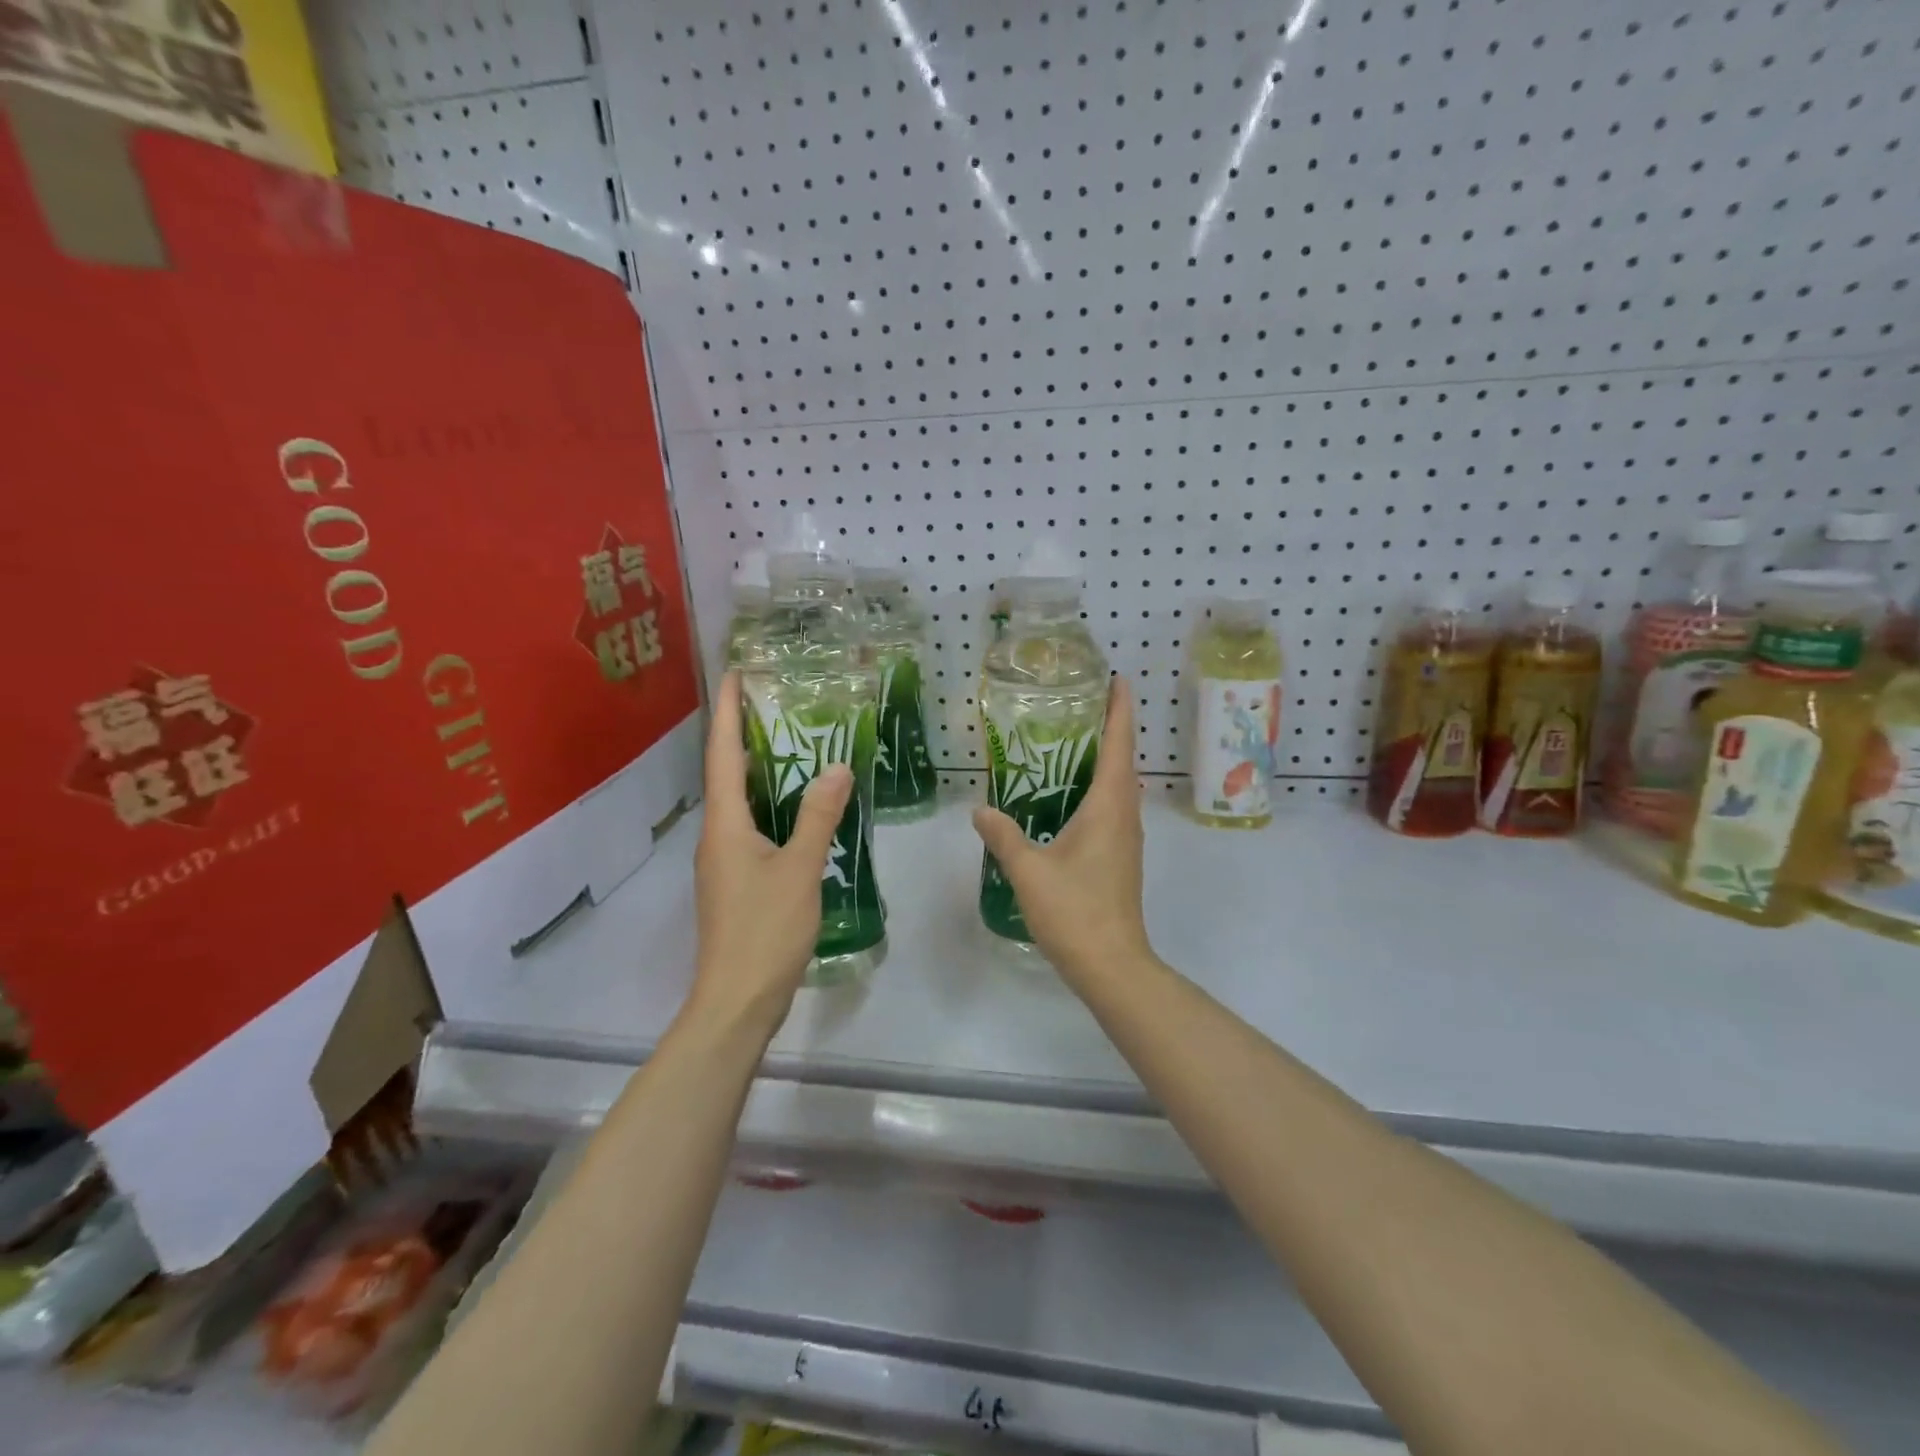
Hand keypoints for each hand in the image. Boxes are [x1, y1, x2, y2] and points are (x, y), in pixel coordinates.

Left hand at [690, 672, 852, 1033]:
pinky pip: (752, 828)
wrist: (738, 1000)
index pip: (724, 754)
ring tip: (793, 744)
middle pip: (728, 773)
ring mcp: (724, 861)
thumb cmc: (765, 930)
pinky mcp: (737, 882)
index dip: (730, 712)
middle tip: (777, 703)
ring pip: (740, 802)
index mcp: (725, 824)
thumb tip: (837, 767)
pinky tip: (798, 808)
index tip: (736, 674)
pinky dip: (772, 805)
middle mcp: (717, 835)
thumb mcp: (800, 869)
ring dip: (761, 770)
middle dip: (746, 735)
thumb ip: (819, 817)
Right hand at [971, 677, 1153, 984]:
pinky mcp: (1120, 858)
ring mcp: (1126, 839)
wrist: (1112, 965)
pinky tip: (1069, 797)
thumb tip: (980, 809)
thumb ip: (1003, 836)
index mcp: (1109, 808)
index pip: (1119, 746)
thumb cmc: (1075, 911)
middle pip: (1123, 761)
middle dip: (1110, 729)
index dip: (1120, 711)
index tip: (1119, 679)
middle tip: (1083, 704)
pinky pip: (1113, 809)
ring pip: (1120, 787)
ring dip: (1106, 760)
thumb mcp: (1029, 870)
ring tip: (1074, 742)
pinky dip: (1097, 789)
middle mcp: (1125, 816)